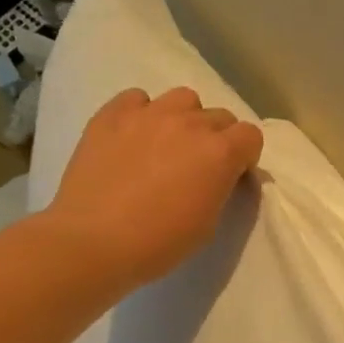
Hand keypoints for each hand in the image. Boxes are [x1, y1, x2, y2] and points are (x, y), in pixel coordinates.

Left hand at [46, 86, 263, 291]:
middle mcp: (190, 123)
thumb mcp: (208, 223)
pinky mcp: (112, 114)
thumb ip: (220, 188)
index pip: (251, 135)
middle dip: (216, 138)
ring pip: (183, 99)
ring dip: (184, 118)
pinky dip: (141, 113)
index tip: (230, 175)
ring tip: (166, 143)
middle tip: (197, 165)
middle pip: (219, 117)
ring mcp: (149, 114)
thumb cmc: (159, 243)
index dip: (244, 155)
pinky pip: (137, 99)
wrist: (93, 242)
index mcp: (220, 152)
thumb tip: (217, 175)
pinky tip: (132, 137)